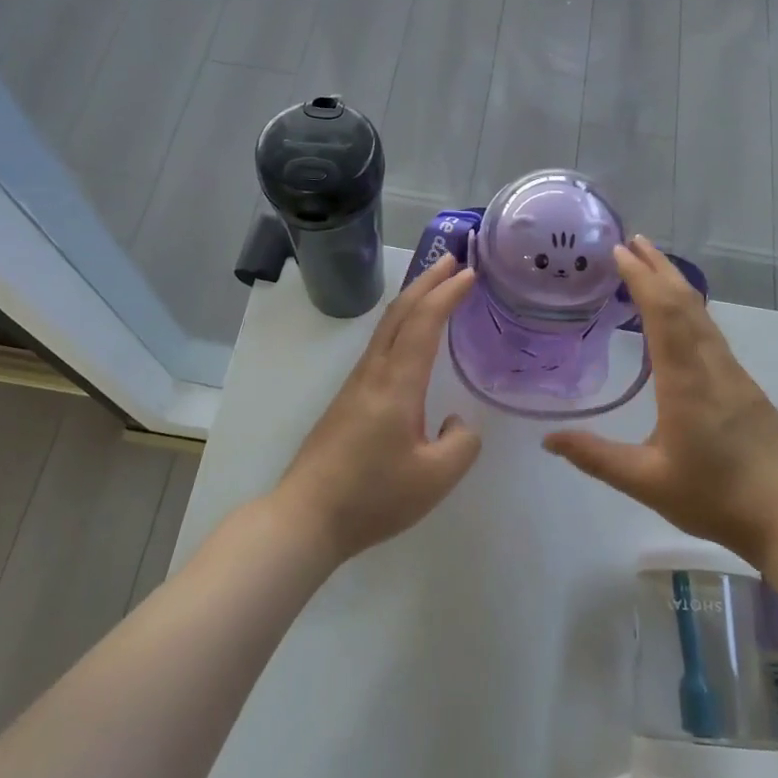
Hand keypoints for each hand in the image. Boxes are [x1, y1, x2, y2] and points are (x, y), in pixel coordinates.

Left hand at [273, 256, 483, 561]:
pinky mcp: (348, 400)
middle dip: (427, 281)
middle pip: (399, 313)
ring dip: (413, 300)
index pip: (424, 323)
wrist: (307, 517)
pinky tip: (410, 337)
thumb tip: (454, 420)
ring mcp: (356, 385)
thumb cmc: (373, 497)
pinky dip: (401, 324)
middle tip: (453, 260)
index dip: (447, 294)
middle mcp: (373, 374)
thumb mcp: (436, 478)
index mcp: (397, 385)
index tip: (470, 272)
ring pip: (387, 328)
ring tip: (436, 287)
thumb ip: (461, 442)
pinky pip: (380, 346)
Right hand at [543, 237, 777, 564]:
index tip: (620, 251)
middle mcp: (712, 366)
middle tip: (632, 242)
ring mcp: (734, 375)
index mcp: (686, 381)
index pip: (663, 312)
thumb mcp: (647, 482)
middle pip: (686, 302)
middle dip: (658, 268)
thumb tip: (548, 439)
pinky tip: (681, 317)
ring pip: (703, 315)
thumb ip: (596, 458)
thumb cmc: (717, 498)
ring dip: (676, 284)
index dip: (641, 278)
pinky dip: (689, 309)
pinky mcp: (745, 388)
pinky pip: (712, 333)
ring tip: (652, 266)